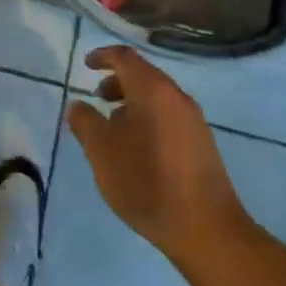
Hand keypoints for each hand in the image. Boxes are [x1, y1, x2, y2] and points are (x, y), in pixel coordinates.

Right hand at [66, 46, 254, 268]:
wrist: (207, 229)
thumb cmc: (147, 181)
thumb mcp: (102, 151)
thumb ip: (85, 122)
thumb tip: (79, 106)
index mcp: (152, 89)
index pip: (124, 57)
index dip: (103, 56)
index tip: (86, 64)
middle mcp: (176, 97)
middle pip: (143, 75)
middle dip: (117, 82)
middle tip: (98, 99)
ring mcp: (194, 121)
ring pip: (157, 98)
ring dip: (132, 103)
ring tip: (114, 129)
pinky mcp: (202, 144)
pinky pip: (169, 117)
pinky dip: (148, 119)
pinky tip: (138, 150)